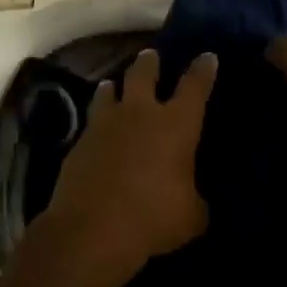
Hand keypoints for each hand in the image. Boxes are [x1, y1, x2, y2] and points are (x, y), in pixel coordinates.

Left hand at [28, 48, 217, 286]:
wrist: (91, 230)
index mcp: (176, 124)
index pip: (195, 86)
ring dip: (115, 87)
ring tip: (114, 85)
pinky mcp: (78, 144)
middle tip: (151, 56)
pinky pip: (91, 123)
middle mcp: (140, 114)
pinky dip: (97, 122)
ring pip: (109, 92)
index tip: (207, 56)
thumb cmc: (153, 218)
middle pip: (144, 74)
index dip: (203, 70)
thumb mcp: (191, 216)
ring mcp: (104, 125)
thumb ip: (196, 200)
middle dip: (150, 63)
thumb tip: (194, 201)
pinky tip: (98, 132)